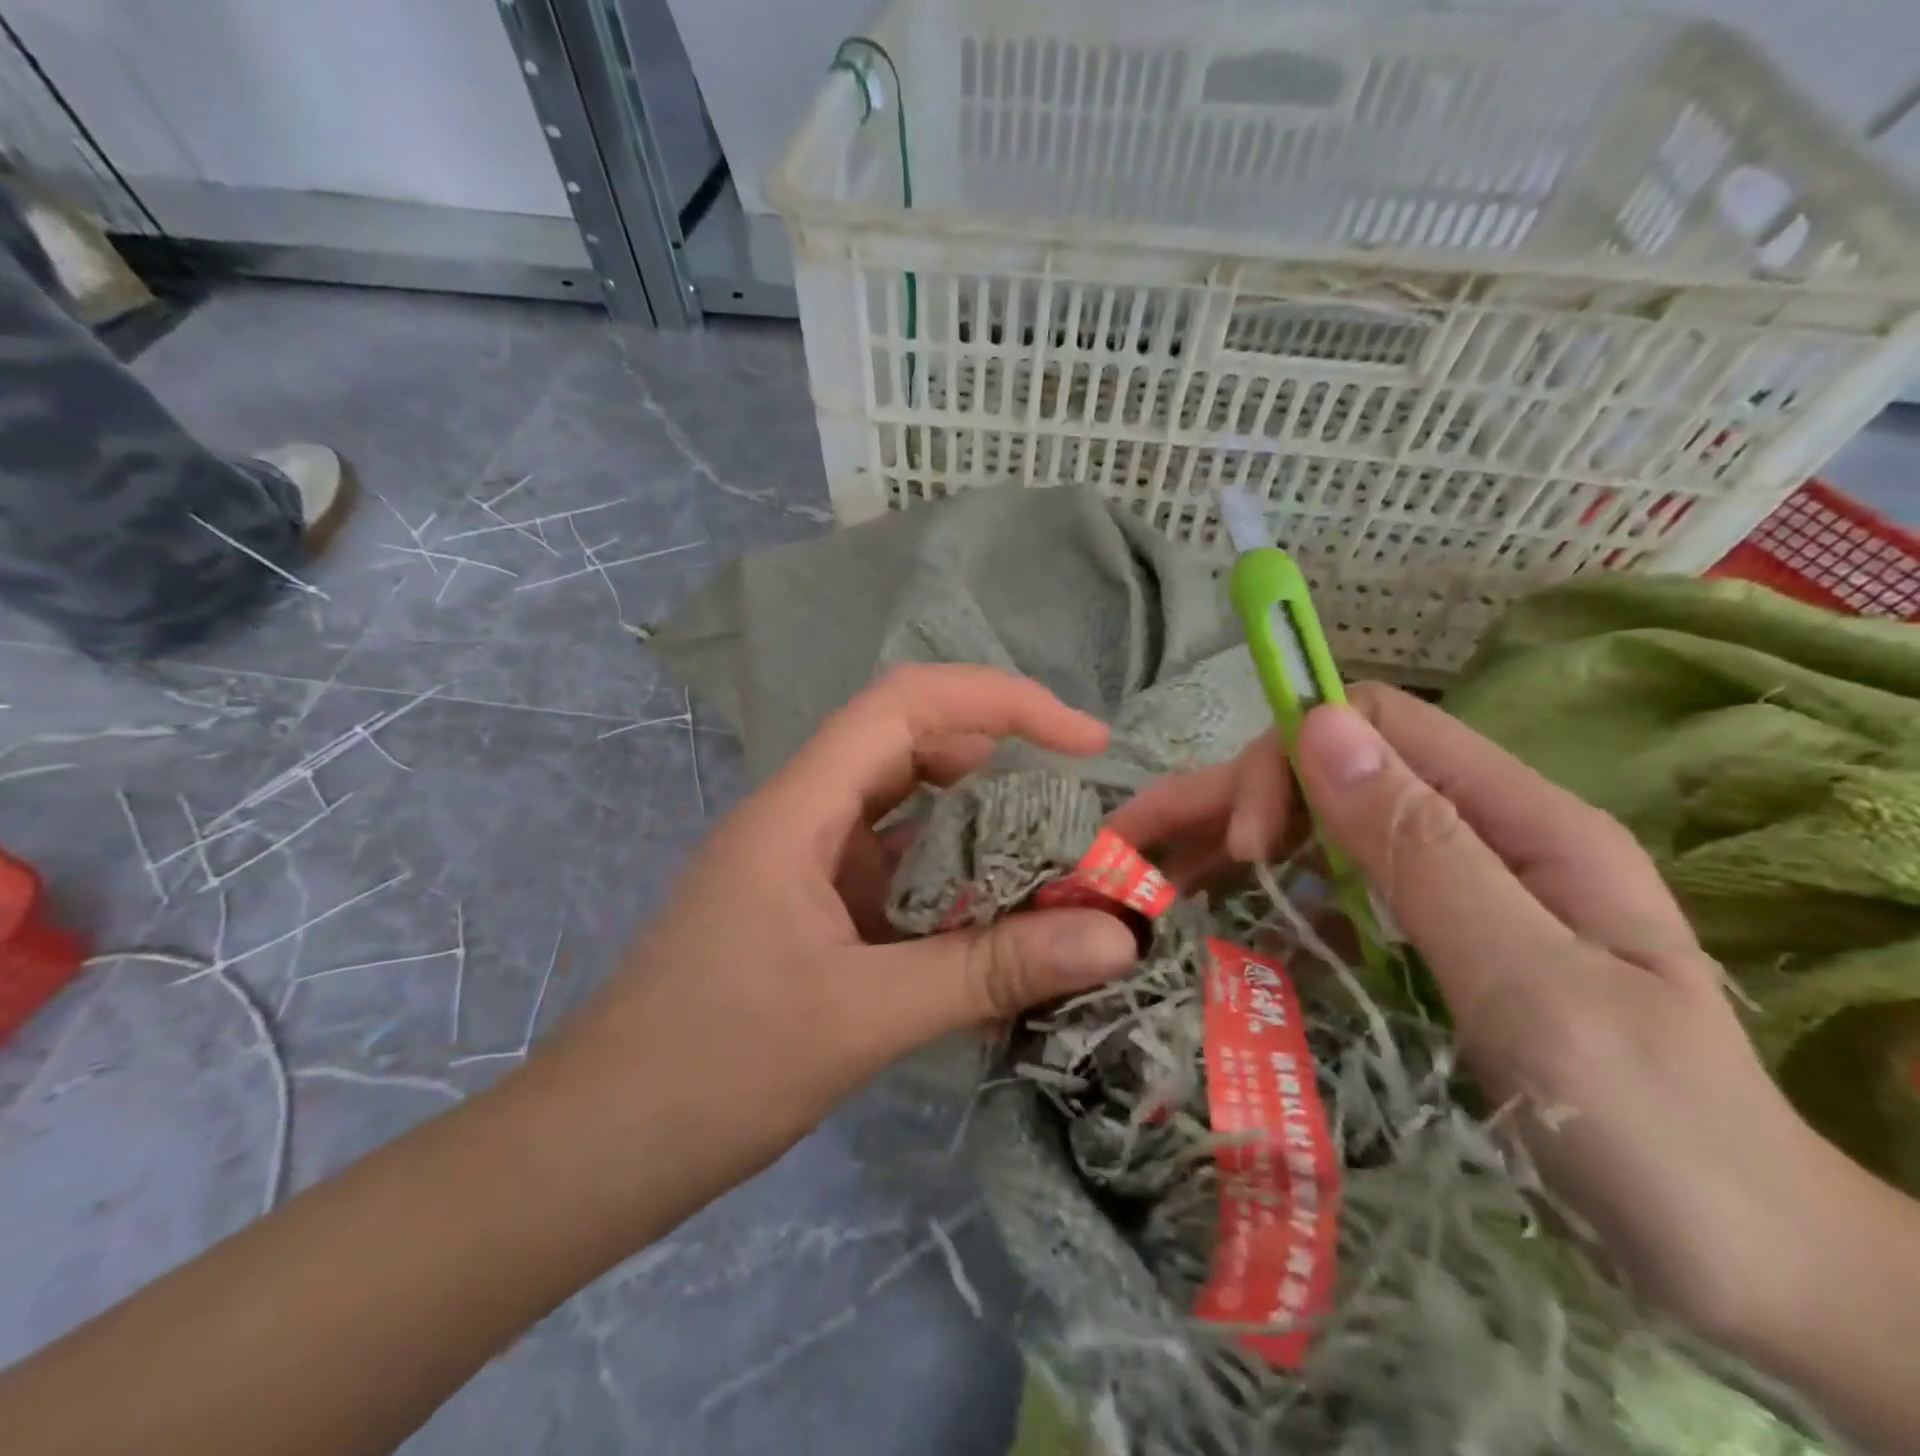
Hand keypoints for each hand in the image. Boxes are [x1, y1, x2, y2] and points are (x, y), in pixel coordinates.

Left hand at [568, 665, 1139, 1196]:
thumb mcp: (863, 1016)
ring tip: (1052, 872)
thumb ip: (989, 970)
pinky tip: (995, 929)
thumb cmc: (712, 1069)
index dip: (1002, 702)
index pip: (906, 705)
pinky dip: (952, 888)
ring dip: (979, 833)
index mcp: (799, 809)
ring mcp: (804, 865)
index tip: (1084, 742)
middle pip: (911, 749)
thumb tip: (1116, 937)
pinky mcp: (810, 912)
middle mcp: (802, 818)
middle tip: (1076, 817)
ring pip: (907, 815)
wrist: (597, 1150)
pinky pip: (896, 875)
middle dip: (1001, 767)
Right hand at [1112, 685, 1847, 1353]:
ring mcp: (1449, 887)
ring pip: (1314, 830)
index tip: (1243, 848)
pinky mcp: (1424, 938)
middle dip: (1225, 803)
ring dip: (1225, 847)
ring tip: (1148, 885)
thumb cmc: (1649, 1130)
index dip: (1289, 759)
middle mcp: (1475, 832)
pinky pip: (1325, 891)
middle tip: (1138, 859)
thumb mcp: (1530, 983)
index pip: (1373, 725)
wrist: (1747, 1268)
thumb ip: (1423, 849)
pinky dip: (1260, 898)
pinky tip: (1216, 928)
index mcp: (1517, 818)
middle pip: (1326, 775)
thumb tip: (1319, 727)